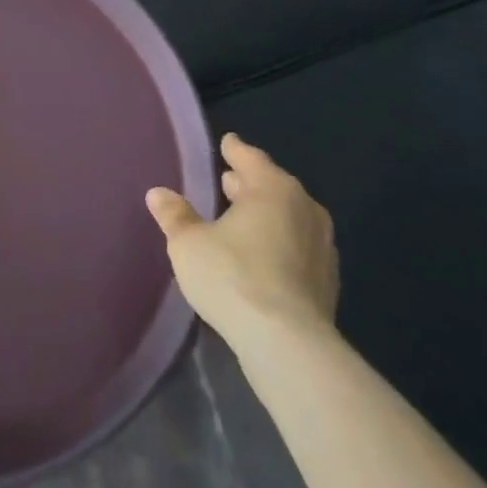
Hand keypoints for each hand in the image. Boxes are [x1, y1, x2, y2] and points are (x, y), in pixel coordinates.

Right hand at [146, 133, 339, 346]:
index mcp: (273, 189)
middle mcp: (304, 209)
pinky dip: (279, 243)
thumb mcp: (188, 243)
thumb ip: (175, 215)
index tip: (227, 143)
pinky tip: (261, 256)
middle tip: (228, 181)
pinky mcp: (327, 282)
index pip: (251, 158)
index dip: (235, 150)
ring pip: (289, 217)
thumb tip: (158, 193)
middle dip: (250, 183)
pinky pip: (298, 248)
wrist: (288, 344)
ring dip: (267, 215)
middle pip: (273, 186)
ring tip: (241, 219)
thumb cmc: (232, 276)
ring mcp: (322, 247)